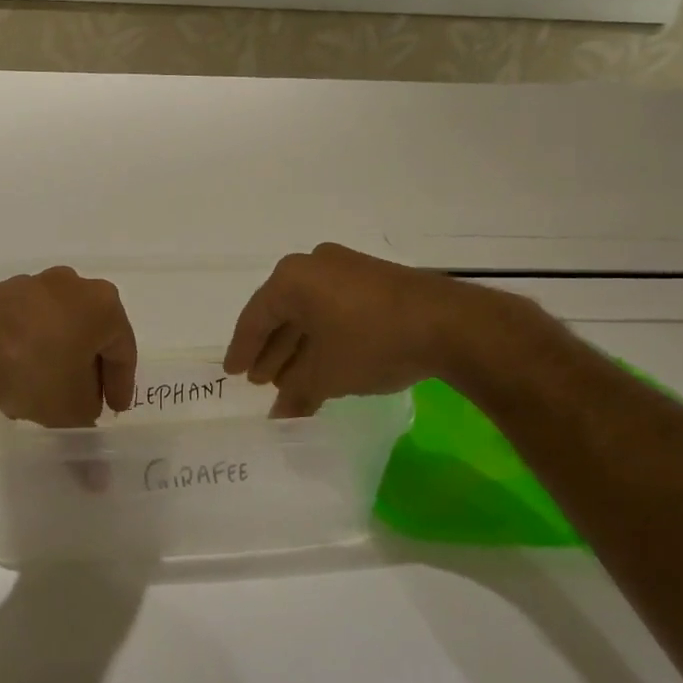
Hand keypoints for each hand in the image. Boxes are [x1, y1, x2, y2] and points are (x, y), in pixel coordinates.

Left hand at [0, 267, 137, 427]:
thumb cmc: (37, 373)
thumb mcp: (71, 410)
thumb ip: (87, 423)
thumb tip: (93, 454)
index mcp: (102, 305)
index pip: (122, 349)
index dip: (121, 384)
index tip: (114, 410)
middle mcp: (70, 285)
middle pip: (89, 331)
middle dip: (88, 367)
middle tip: (84, 400)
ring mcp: (30, 285)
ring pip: (54, 325)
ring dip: (55, 356)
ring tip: (44, 392)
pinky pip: (22, 324)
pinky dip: (25, 347)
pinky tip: (13, 377)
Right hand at [224, 243, 521, 416]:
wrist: (449, 325)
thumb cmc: (370, 343)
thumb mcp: (326, 375)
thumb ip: (296, 394)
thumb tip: (279, 416)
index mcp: (292, 278)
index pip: (255, 317)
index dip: (243, 349)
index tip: (233, 372)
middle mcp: (314, 265)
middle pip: (282, 313)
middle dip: (273, 351)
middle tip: (261, 381)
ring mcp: (347, 269)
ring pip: (311, 312)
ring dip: (299, 348)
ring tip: (291, 381)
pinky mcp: (375, 280)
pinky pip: (335, 309)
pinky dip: (325, 338)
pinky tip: (325, 365)